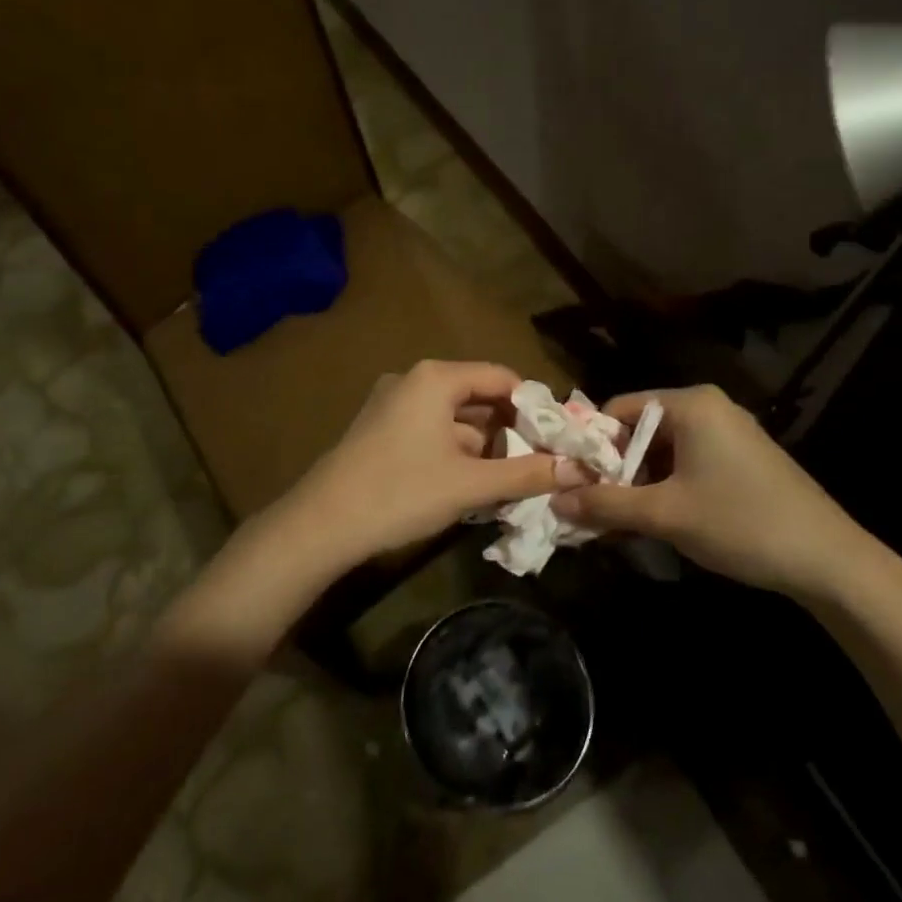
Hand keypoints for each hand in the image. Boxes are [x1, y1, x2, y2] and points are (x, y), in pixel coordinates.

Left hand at [257, 361, 588, 578]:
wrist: (321, 524)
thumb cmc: (401, 493)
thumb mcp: (470, 484)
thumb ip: (527, 473)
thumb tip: (580, 470)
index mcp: (435, 378)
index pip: (500, 377)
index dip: (533, 406)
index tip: (557, 438)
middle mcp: (412, 380)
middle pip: (476, 396)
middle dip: (508, 429)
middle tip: (538, 462)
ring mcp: (391, 404)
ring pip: (453, 417)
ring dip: (482, 445)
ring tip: (510, 479)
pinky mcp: (378, 429)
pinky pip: (429, 430)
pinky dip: (454, 451)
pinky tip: (470, 484)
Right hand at [550, 384, 881, 600]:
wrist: (829, 560)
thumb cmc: (740, 523)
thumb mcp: (664, 515)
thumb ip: (605, 504)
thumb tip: (555, 499)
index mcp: (690, 404)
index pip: (618, 410)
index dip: (592, 447)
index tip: (577, 484)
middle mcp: (709, 407)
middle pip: (640, 430)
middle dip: (616, 470)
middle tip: (597, 510)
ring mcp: (730, 432)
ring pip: (664, 450)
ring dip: (640, 484)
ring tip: (625, 522)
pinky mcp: (744, 458)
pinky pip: (689, 462)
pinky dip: (668, 487)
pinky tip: (662, 521)